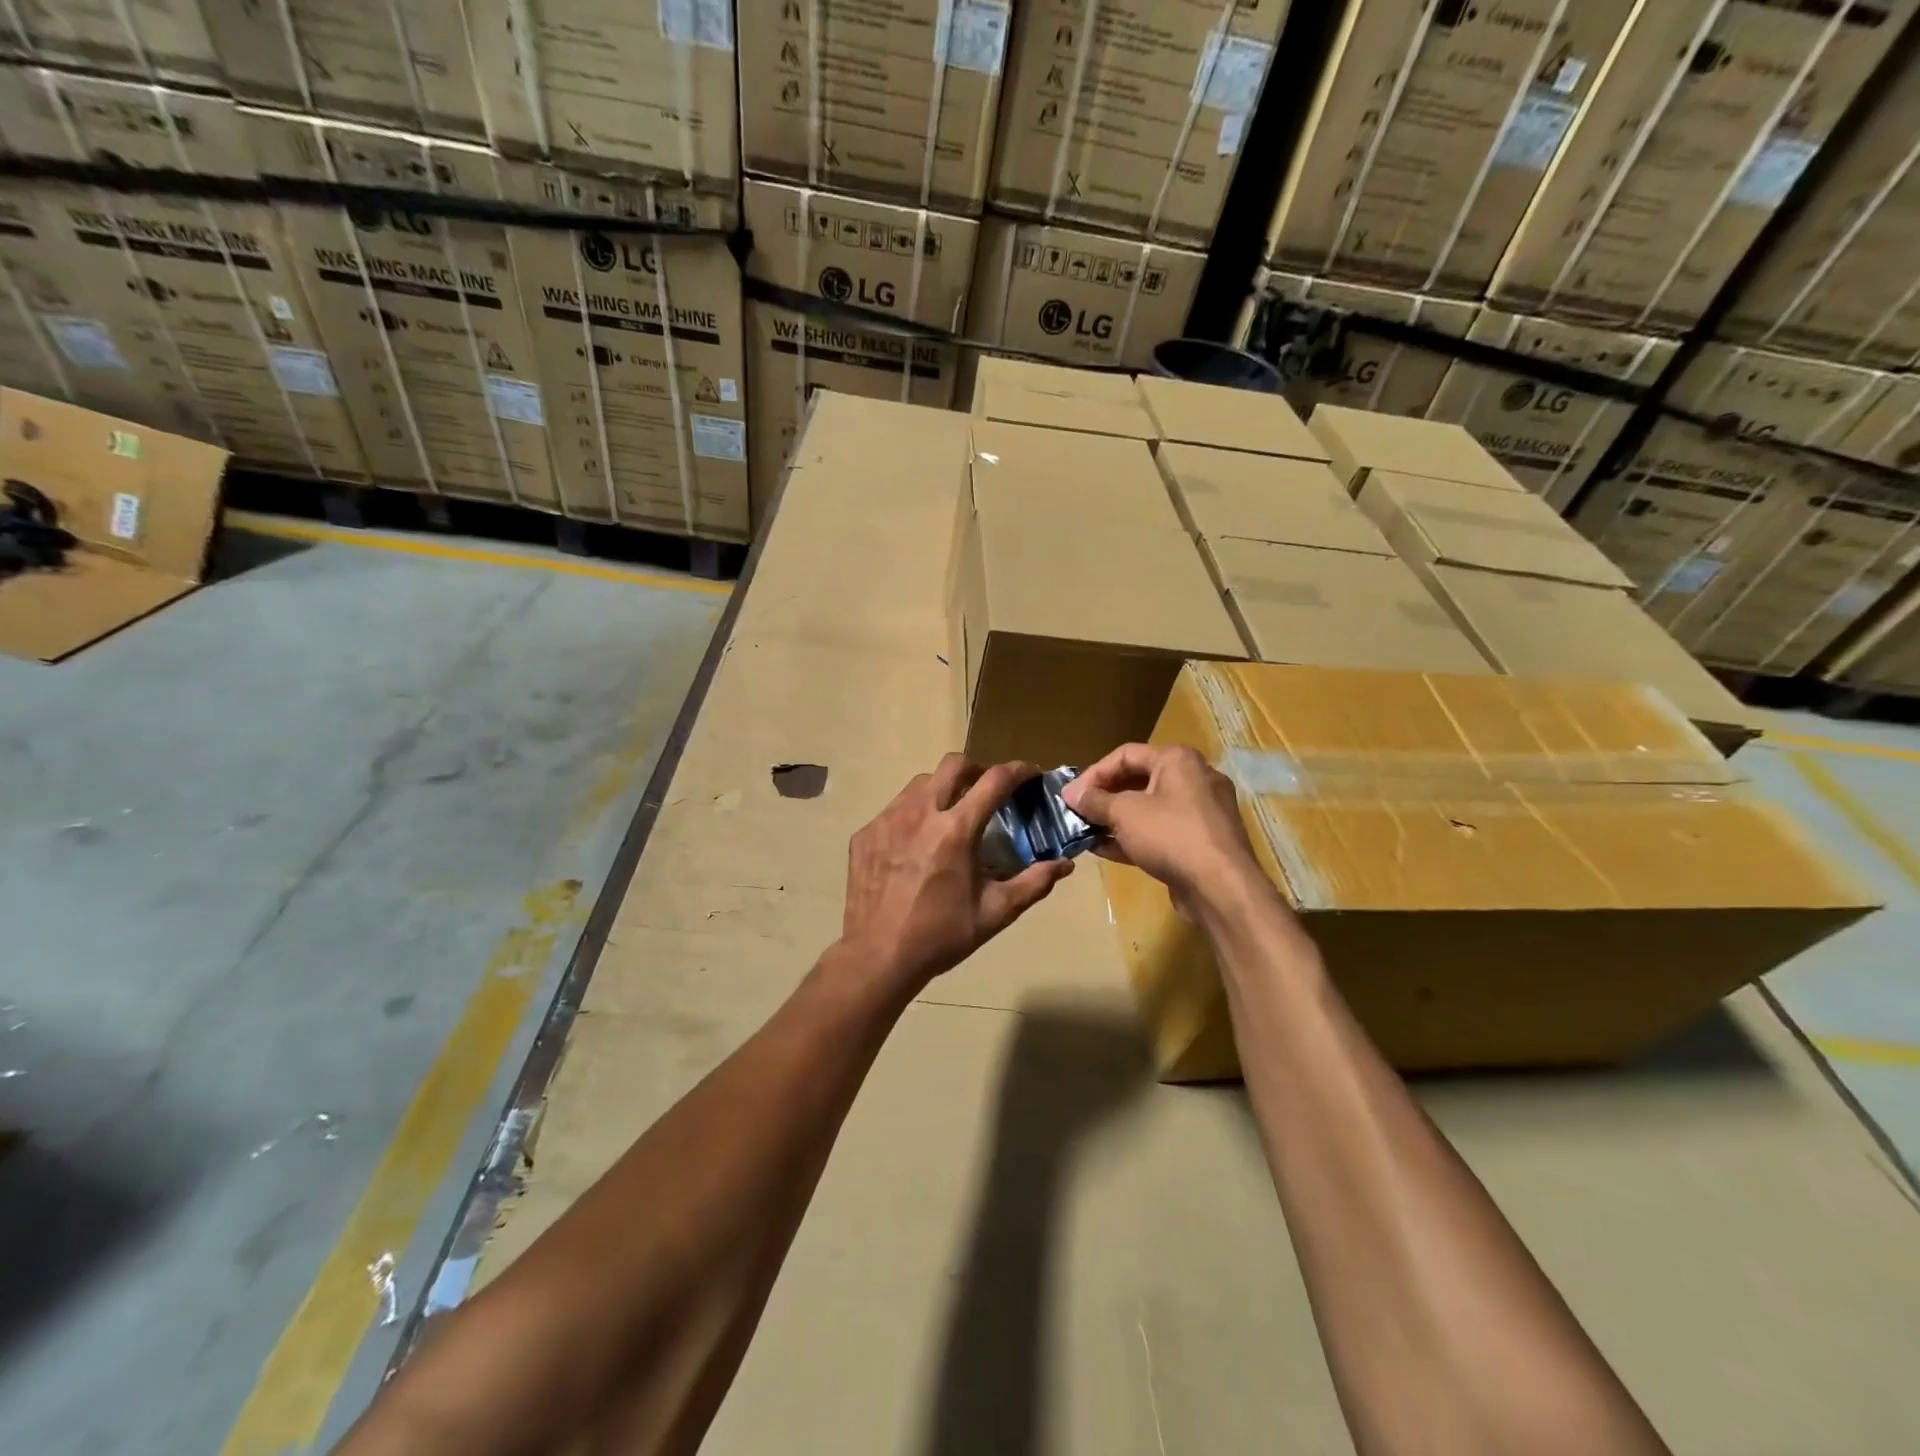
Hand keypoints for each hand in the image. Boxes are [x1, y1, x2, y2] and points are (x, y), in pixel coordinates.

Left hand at [841, 755, 1072, 992]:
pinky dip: (914, 815)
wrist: (878, 956)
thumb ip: (1034, 883)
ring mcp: (887, 820)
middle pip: (953, 764)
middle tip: (986, 791)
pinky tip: (916, 843)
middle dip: (976, 770)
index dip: (1018, 770)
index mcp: (956, 830)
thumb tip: (1065, 864)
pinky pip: (895, 809)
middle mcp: (921, 813)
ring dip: (943, 789)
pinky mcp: (866, 834)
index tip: (1030, 773)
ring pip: (921, 783)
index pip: (994, 780)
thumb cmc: (941, 935)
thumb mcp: (995, 913)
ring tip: (950, 815)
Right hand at [1063, 744, 1269, 916]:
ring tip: (1087, 832)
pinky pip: (1162, 831)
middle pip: (1138, 780)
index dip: (1094, 773)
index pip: (1126, 754)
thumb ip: (1095, 801)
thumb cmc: (1170, 836)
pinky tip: (1106, 850)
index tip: (1071, 796)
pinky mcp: (1201, 841)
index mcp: (1178, 760)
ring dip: (1116, 819)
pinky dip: (1135, 837)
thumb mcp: (1124, 813)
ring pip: (1150, 808)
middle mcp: (1194, 778)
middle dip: (1104, 797)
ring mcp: (1201, 812)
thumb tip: (1071, 794)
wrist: (1221, 887)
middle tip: (1078, 812)